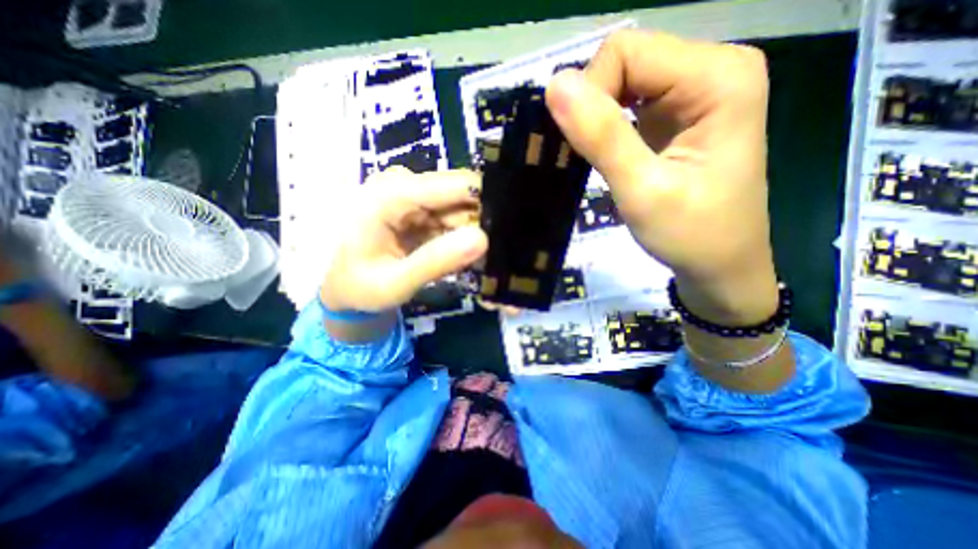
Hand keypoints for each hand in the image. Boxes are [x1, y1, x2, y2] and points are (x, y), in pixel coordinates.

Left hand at [322, 168, 487, 311]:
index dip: (488, 203)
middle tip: (501, 255)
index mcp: (391, 194)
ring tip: (487, 262)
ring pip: (463, 210)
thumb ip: (435, 261)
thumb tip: (483, 239)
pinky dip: (464, 240)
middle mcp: (405, 186)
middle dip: (484, 224)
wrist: (344, 290)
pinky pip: (454, 221)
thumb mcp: (394, 282)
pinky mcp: (422, 212)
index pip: (456, 185)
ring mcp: (415, 198)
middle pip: (463, 196)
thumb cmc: (359, 288)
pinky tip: (469, 259)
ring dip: (476, 235)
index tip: (513, 229)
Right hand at [549, 29, 780, 324]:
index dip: (591, 94)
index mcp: (717, 76)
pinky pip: (628, 102)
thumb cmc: (690, 234)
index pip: (626, 52)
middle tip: (591, 156)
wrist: (719, 265)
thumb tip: (555, 86)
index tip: (585, 145)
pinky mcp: (677, 114)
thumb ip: (602, 137)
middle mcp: (710, 69)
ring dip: (597, 118)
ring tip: (597, 158)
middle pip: (624, 61)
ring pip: (622, 81)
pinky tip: (607, 154)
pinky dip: (606, 126)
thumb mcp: (642, 191)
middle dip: (594, 106)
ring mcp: (694, 91)